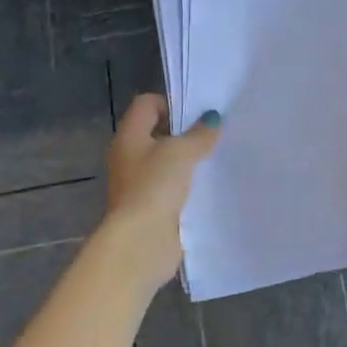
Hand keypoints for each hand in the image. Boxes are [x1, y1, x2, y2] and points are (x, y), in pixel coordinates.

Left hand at [102, 94, 221, 287]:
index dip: (172, 103)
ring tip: (217, 158)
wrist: (140, 243)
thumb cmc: (154, 187)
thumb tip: (213, 119)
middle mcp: (129, 157)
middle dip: (185, 133)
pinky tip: (210, 185)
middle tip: (214, 134)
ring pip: (167, 162)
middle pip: (158, 133)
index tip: (198, 114)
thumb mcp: (181, 152)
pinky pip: (173, 187)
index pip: (147, 104)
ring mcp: (139, 184)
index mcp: (129, 136)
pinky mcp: (152, 208)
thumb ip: (199, 134)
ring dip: (189, 161)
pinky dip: (189, 185)